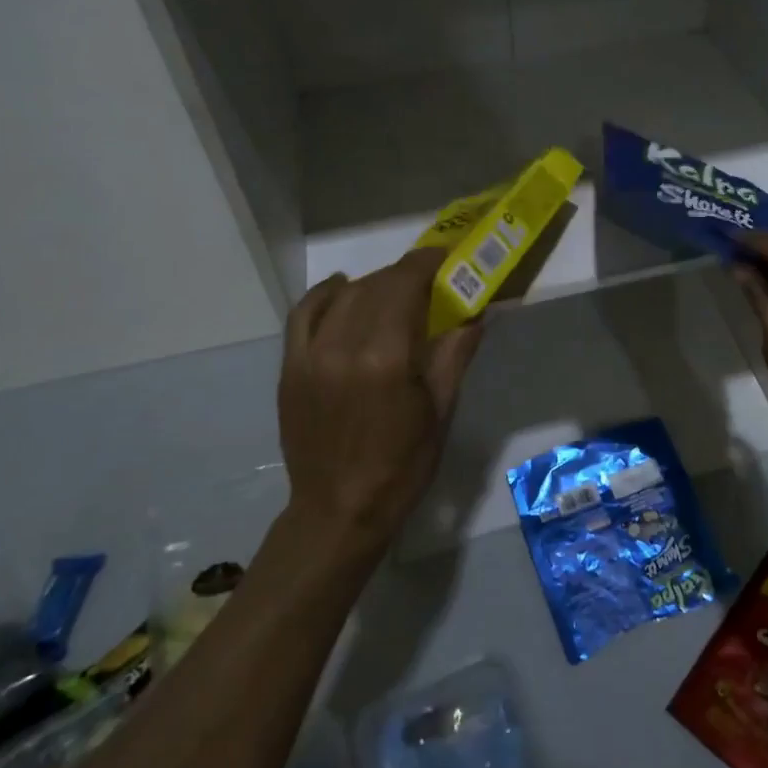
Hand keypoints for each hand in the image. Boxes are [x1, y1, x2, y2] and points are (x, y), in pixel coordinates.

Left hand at [275, 249, 482, 551]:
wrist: (339, 510)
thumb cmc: (403, 465)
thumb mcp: (441, 410)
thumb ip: (455, 353)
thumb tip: (476, 313)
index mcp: (387, 358)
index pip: (405, 286)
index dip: (426, 263)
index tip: (445, 257)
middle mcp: (344, 346)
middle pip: (376, 286)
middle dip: (406, 274)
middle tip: (430, 278)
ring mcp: (311, 356)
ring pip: (344, 296)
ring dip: (373, 283)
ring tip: (394, 289)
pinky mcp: (291, 368)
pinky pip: (303, 314)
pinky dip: (325, 294)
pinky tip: (342, 287)